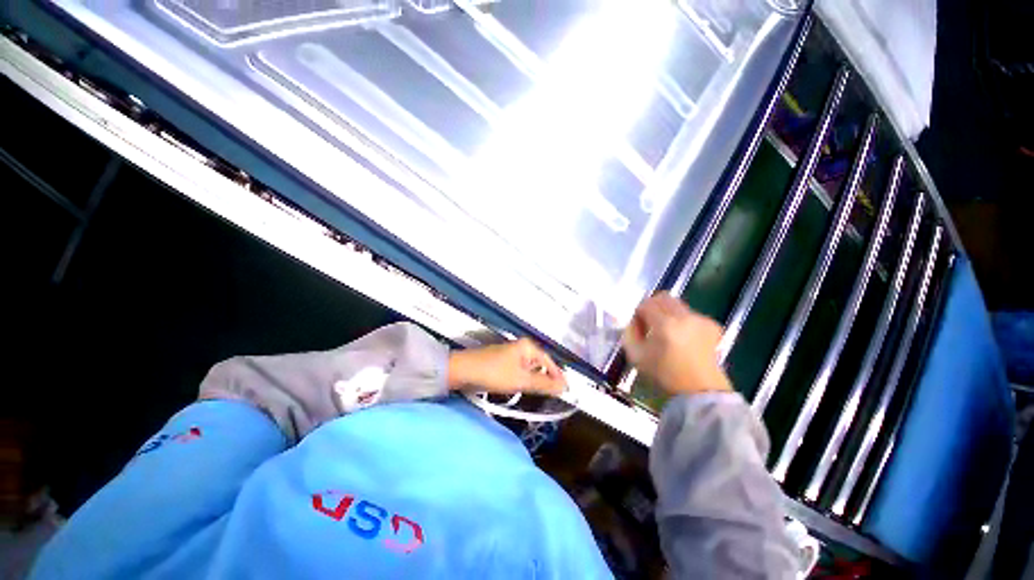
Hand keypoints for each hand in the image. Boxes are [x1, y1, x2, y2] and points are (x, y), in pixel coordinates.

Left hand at [448, 338, 566, 395]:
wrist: (462, 370)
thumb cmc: (494, 373)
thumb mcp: (521, 380)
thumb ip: (543, 384)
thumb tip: (564, 387)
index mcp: (528, 347)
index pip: (549, 361)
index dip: (558, 376)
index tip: (566, 391)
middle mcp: (521, 348)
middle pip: (540, 364)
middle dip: (546, 379)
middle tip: (553, 396)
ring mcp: (511, 354)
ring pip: (529, 369)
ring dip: (535, 381)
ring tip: (540, 395)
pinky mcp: (503, 362)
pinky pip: (519, 371)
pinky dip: (523, 380)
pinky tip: (523, 390)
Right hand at [622, 294, 731, 395]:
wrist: (699, 390)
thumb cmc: (664, 374)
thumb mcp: (636, 356)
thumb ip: (629, 333)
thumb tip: (634, 321)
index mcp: (665, 324)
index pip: (646, 304)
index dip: (639, 312)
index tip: (638, 325)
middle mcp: (685, 317)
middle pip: (663, 297)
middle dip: (653, 306)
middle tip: (649, 321)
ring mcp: (701, 320)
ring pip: (677, 304)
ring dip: (667, 312)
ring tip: (666, 331)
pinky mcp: (712, 325)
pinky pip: (691, 313)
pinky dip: (683, 319)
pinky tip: (682, 336)